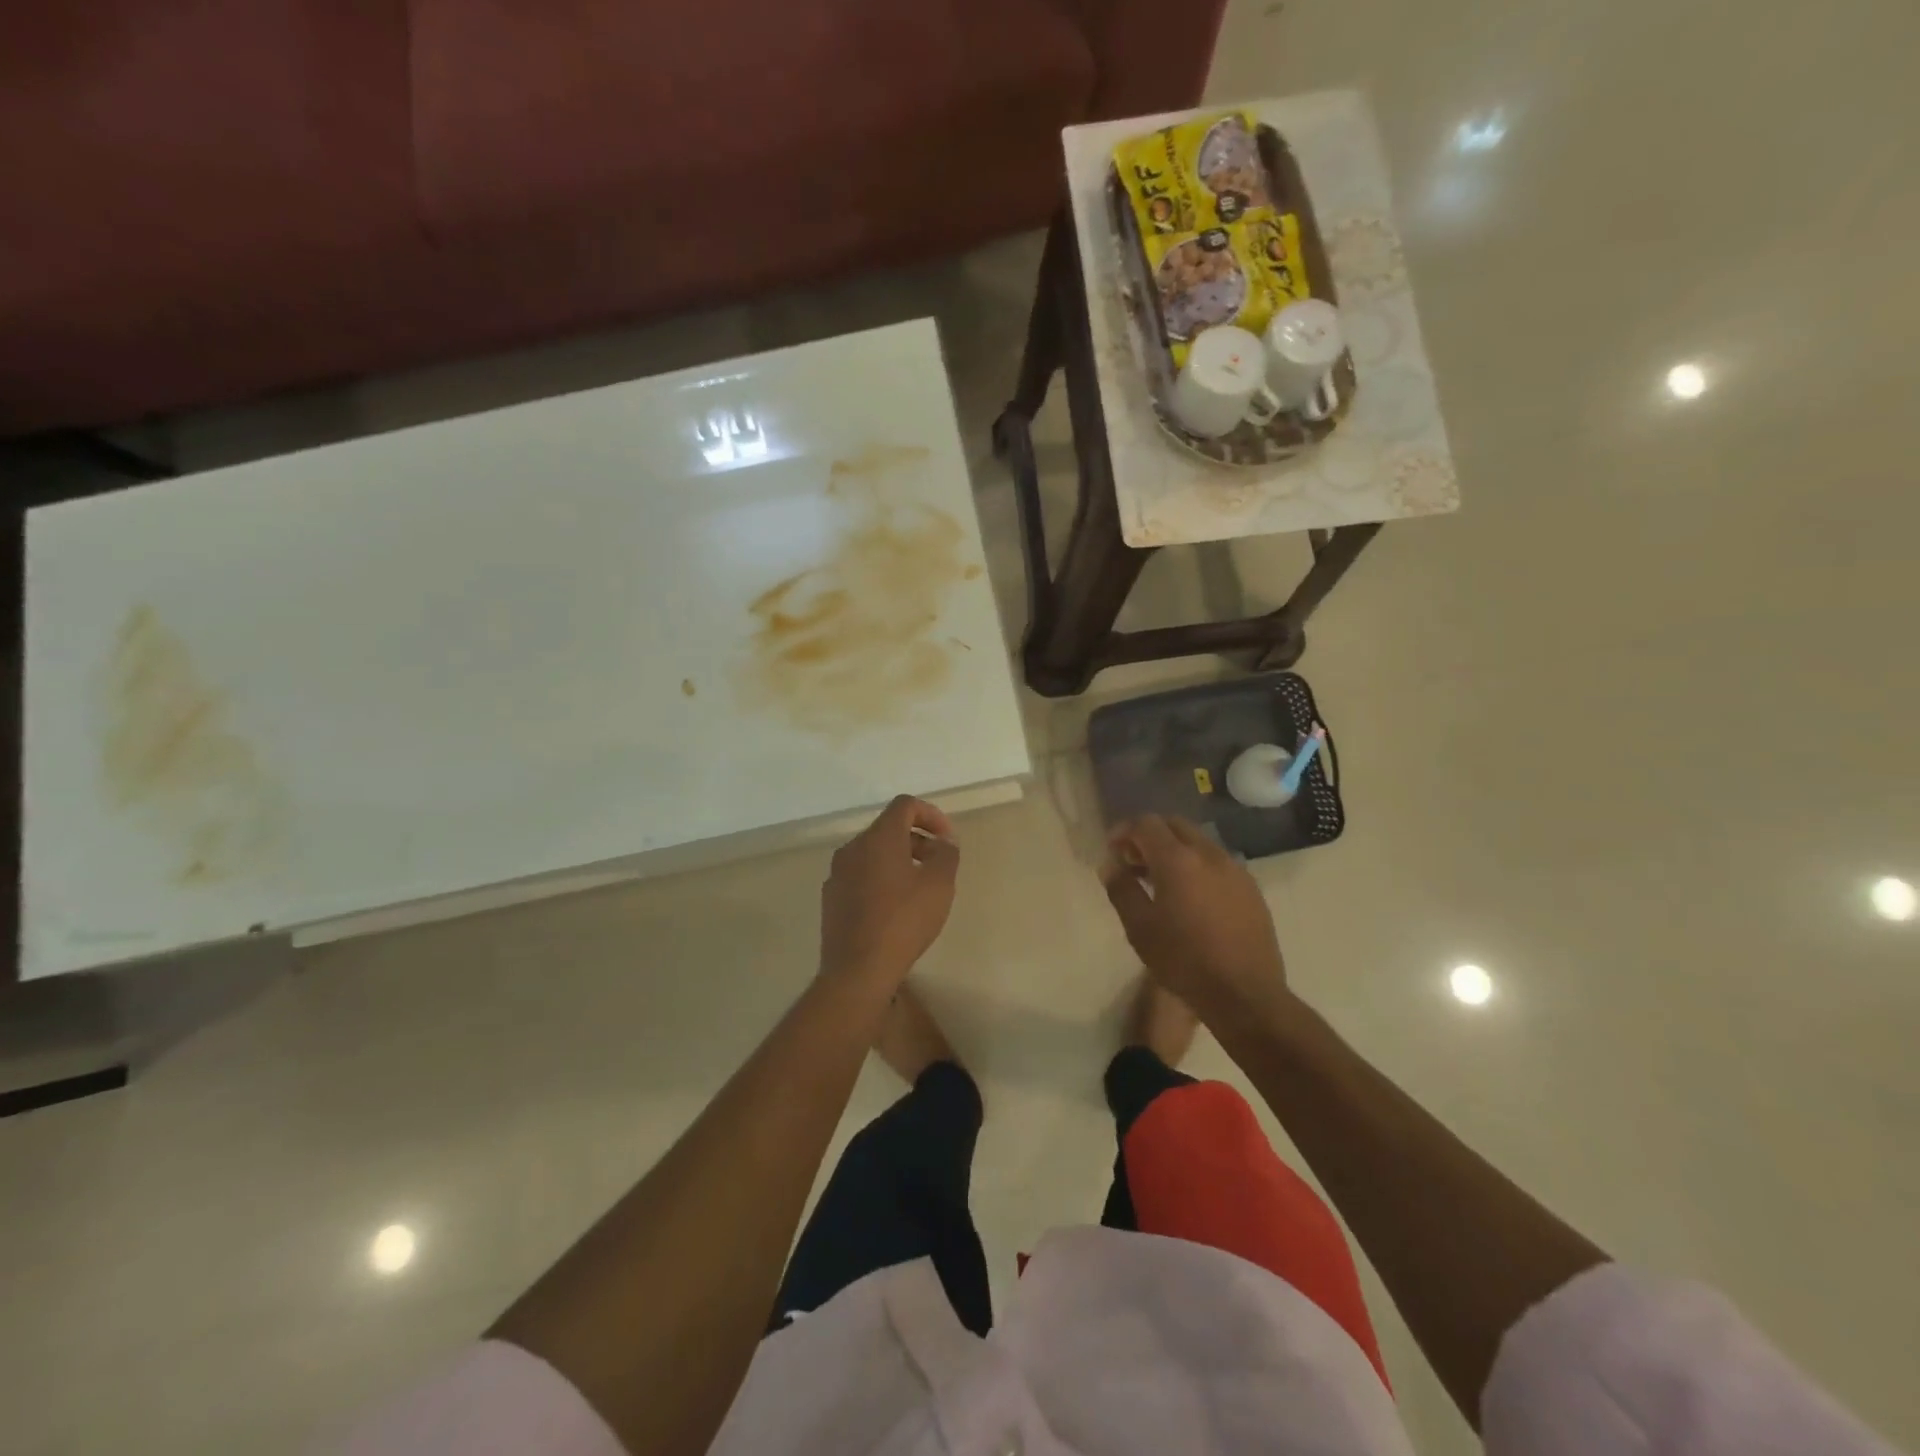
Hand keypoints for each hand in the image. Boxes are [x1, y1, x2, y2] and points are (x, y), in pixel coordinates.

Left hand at [819, 796, 959, 988]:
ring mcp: (837, 873)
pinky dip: (881, 879)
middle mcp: (853, 848)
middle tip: (939, 865)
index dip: (931, 815)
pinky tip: (894, 909)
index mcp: (878, 838)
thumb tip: (944, 841)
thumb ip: (946, 854)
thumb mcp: (939, 885)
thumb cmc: (903, 921)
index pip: (905, 805)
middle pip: (888, 829)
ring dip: (900, 860)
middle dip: (918, 840)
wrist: (857, 969)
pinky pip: (860, 876)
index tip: (948, 840)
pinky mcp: (831, 898)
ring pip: (873, 853)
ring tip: (920, 888)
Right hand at [1101, 815, 1291, 1027]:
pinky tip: (1191, 897)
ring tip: (1160, 881)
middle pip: (1174, 825)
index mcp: (1178, 860)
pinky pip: (1217, 863)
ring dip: (1175, 850)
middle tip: (1133, 862)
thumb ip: (1121, 889)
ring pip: (1198, 842)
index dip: (1125, 830)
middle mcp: (1209, 854)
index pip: (1146, 823)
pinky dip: (1197, 866)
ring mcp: (1235, 869)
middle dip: (1150, 835)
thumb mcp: (1139, 928)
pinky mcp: (1251, 889)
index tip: (1112, 850)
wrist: (1245, 994)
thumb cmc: (1184, 961)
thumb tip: (1110, 865)